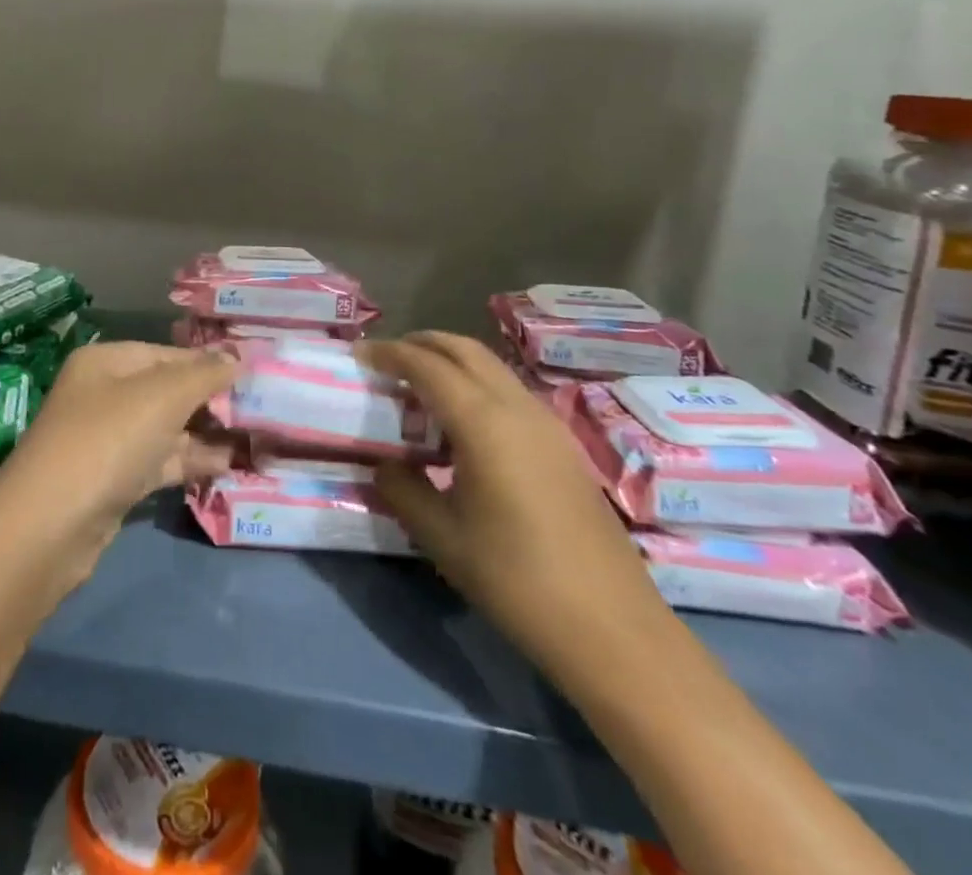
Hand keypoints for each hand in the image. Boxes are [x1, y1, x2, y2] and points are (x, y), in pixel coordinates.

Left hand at [0, 342, 236, 567]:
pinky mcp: (113, 480)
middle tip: (260, 408)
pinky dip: (190, 461)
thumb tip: (237, 357)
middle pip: (167, 390)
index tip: (253, 374)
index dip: (209, 363)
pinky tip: (228, 465)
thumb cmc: (108, 440)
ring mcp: (107, 439)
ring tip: (255, 438)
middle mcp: (104, 394)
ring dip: (206, 433)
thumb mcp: (162, 397)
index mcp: (107, 362)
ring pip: (166, 428)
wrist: (50, 527)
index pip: (168, 353)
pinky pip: (159, 461)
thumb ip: (204, 375)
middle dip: (211, 400)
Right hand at [365, 333, 668, 676]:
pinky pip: (509, 392)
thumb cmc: (516, 579)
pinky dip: (476, 385)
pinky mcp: (562, 445)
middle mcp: (516, 407)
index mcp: (483, 421)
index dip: (389, 353)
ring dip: (451, 362)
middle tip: (387, 359)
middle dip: (422, 343)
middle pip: (464, 349)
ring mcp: (546, 424)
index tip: (359, 354)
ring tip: (418, 388)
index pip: (427, 365)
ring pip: (491, 367)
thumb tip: (385, 464)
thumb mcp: (442, 537)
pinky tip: (462, 424)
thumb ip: (403, 489)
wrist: (612, 628)